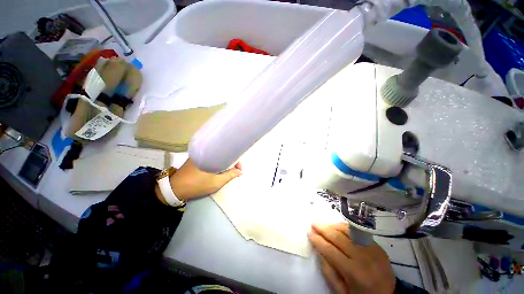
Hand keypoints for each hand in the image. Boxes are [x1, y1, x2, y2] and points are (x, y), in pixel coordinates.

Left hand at [168, 158, 241, 200]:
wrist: (174, 189)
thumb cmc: (197, 185)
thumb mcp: (216, 182)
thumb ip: (230, 175)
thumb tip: (240, 171)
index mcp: (211, 155)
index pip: (229, 153)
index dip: (236, 161)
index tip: (239, 169)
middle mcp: (206, 151)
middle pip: (224, 154)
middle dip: (231, 162)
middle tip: (234, 171)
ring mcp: (200, 154)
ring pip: (218, 156)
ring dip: (224, 162)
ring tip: (228, 171)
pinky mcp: (196, 158)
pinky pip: (212, 158)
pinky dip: (218, 162)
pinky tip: (219, 169)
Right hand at [308, 223, 395, 293]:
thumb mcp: (341, 292)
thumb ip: (328, 271)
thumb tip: (318, 250)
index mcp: (355, 273)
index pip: (331, 251)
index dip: (318, 240)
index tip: (309, 232)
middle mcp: (364, 258)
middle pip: (338, 237)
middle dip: (323, 229)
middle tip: (313, 224)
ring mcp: (372, 250)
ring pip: (348, 231)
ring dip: (333, 225)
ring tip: (323, 225)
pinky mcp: (377, 246)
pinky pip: (357, 232)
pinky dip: (345, 227)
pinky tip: (337, 227)